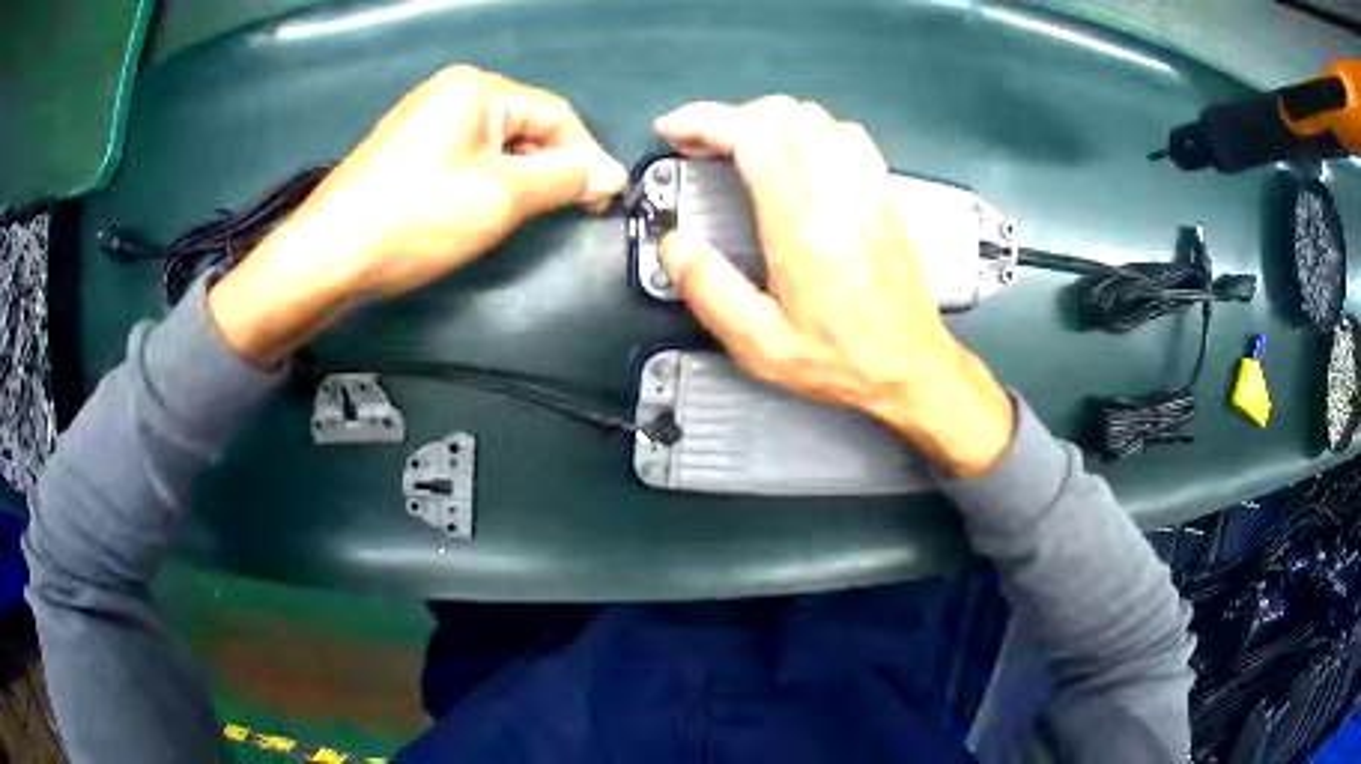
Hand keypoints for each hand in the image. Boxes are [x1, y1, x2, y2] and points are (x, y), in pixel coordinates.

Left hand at [210, 65, 626, 365]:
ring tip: (523, 217)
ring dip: (519, 178)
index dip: (585, 155)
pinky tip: (481, 211)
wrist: (328, 255)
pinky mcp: (405, 149)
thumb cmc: (417, 218)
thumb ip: (564, 179)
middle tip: (565, 213)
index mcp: (478, 88)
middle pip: (524, 125)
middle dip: (550, 168)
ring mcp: (424, 119)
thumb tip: (611, 175)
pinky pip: (464, 156)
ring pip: (495, 144)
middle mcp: (451, 91)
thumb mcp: (502, 196)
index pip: (555, 113)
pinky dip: (485, 181)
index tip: (601, 201)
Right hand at [655, 97, 1013, 475]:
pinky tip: (796, 154)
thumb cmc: (840, 360)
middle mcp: (838, 192)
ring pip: (813, 118)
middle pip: (779, 116)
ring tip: (739, 147)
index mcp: (801, 223)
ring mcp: (868, 187)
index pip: (753, 135)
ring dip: (766, 121)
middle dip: (729, 118)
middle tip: (699, 145)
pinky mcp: (885, 192)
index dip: (705, 121)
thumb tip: (676, 245)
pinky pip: (846, 134)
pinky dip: (809, 130)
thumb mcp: (762, 345)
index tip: (674, 130)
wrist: (912, 367)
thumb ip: (710, 291)